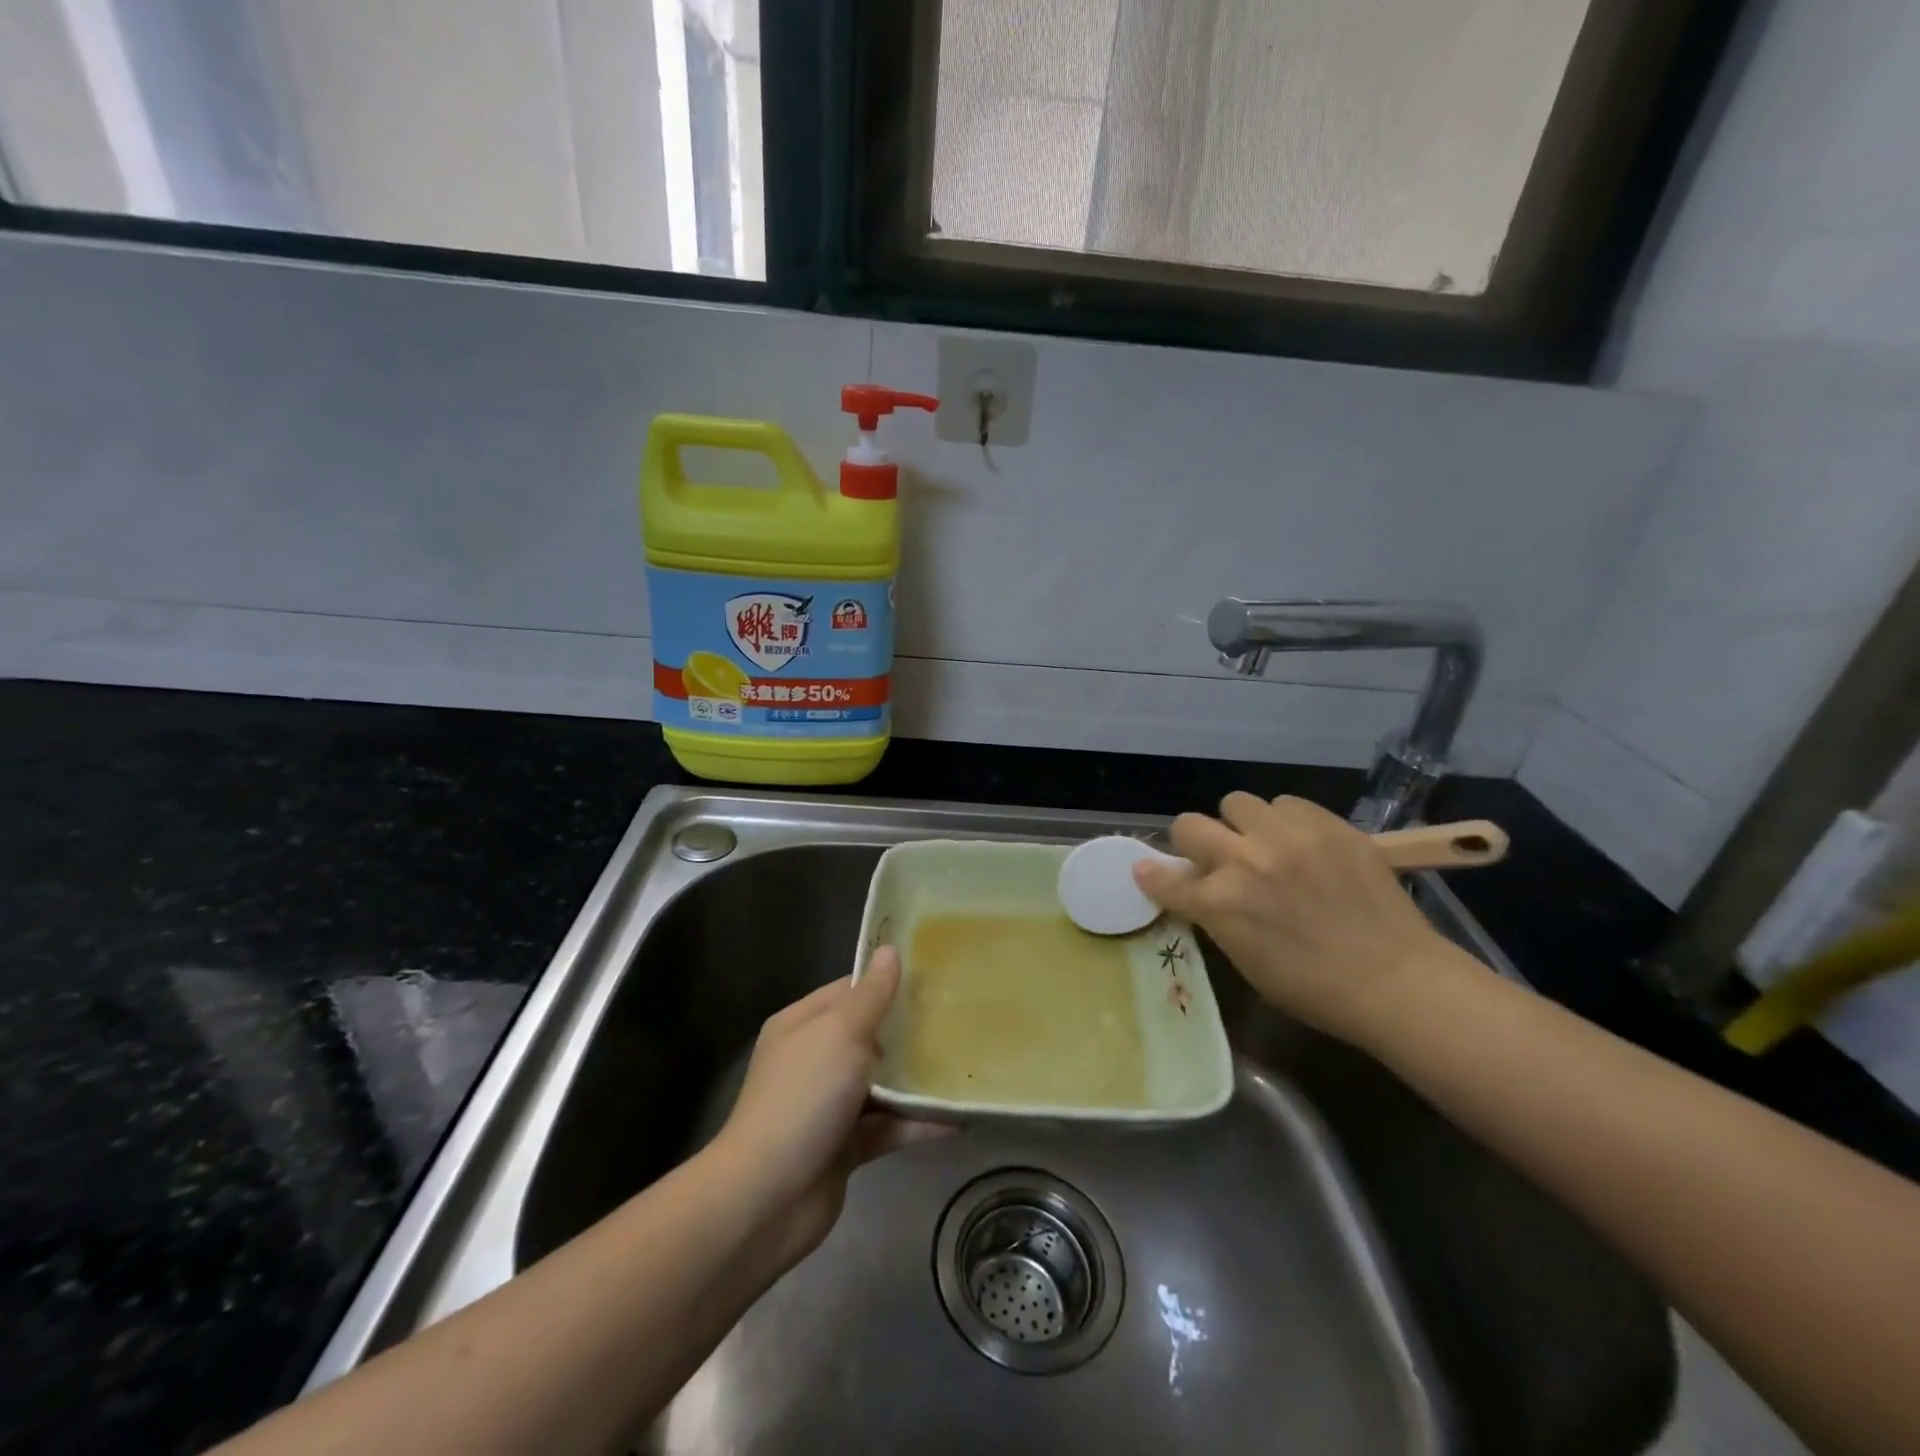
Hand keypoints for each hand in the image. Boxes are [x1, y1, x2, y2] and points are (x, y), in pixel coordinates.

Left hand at [712, 947, 946, 1270]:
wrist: (767, 1197)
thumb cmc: (803, 1096)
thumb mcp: (841, 1033)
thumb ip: (871, 995)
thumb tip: (889, 950)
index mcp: (802, 1025)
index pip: (848, 990)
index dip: (885, 981)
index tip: (931, 975)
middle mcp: (813, 1060)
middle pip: (867, 1036)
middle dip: (907, 1030)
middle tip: (956, 1017)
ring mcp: (827, 1105)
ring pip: (880, 1083)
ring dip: (915, 1079)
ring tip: (963, 1064)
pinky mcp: (844, 1147)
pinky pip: (886, 1126)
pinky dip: (916, 1123)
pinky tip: (956, 1119)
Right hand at [1132, 792, 1455, 1046]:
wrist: (1396, 979)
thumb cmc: (1313, 987)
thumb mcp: (1246, 960)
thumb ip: (1215, 917)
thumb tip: (1196, 889)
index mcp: (1219, 904)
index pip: (1163, 878)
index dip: (1152, 875)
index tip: (1148, 870)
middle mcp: (1244, 861)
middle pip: (1188, 825)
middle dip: (1194, 842)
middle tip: (1217, 857)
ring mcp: (1286, 836)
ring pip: (1237, 802)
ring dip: (1242, 824)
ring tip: (1265, 844)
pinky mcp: (1326, 823)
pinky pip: (1287, 803)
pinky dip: (1286, 821)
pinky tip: (1303, 844)